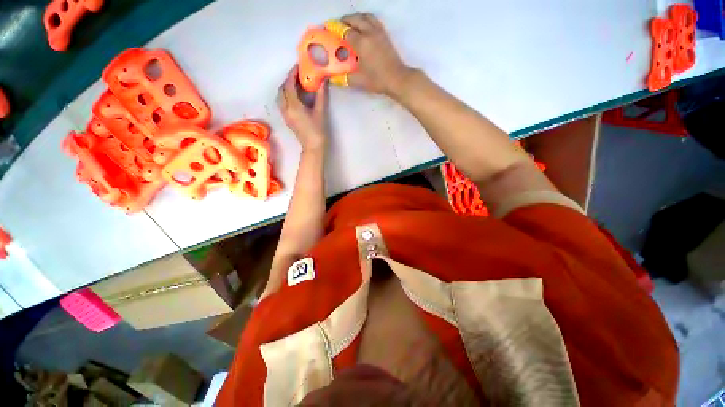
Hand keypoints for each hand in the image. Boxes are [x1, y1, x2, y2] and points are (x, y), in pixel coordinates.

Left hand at [277, 65, 327, 150]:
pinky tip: (295, 96)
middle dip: (288, 80)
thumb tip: (323, 82)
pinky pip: (282, 102)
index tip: (298, 66)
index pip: (289, 85)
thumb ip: (321, 96)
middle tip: (298, 75)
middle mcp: (286, 109)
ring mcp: (285, 114)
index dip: (292, 74)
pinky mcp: (287, 119)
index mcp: (294, 106)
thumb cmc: (318, 131)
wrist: (313, 147)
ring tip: (296, 84)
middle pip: (282, 89)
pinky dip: (286, 95)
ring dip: (286, 87)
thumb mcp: (320, 113)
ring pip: (280, 96)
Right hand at [341, 13, 413, 96]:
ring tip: (350, 24)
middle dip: (344, 20)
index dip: (335, 29)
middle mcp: (369, 33)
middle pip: (355, 19)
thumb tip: (333, 79)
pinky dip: (366, 19)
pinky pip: (373, 20)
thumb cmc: (378, 80)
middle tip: (337, 26)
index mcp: (361, 43)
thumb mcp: (359, 81)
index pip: (345, 31)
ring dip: (356, 17)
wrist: (397, 79)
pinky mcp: (385, 34)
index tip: (328, 28)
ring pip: (365, 16)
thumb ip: (345, 78)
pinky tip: (363, 27)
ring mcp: (379, 32)